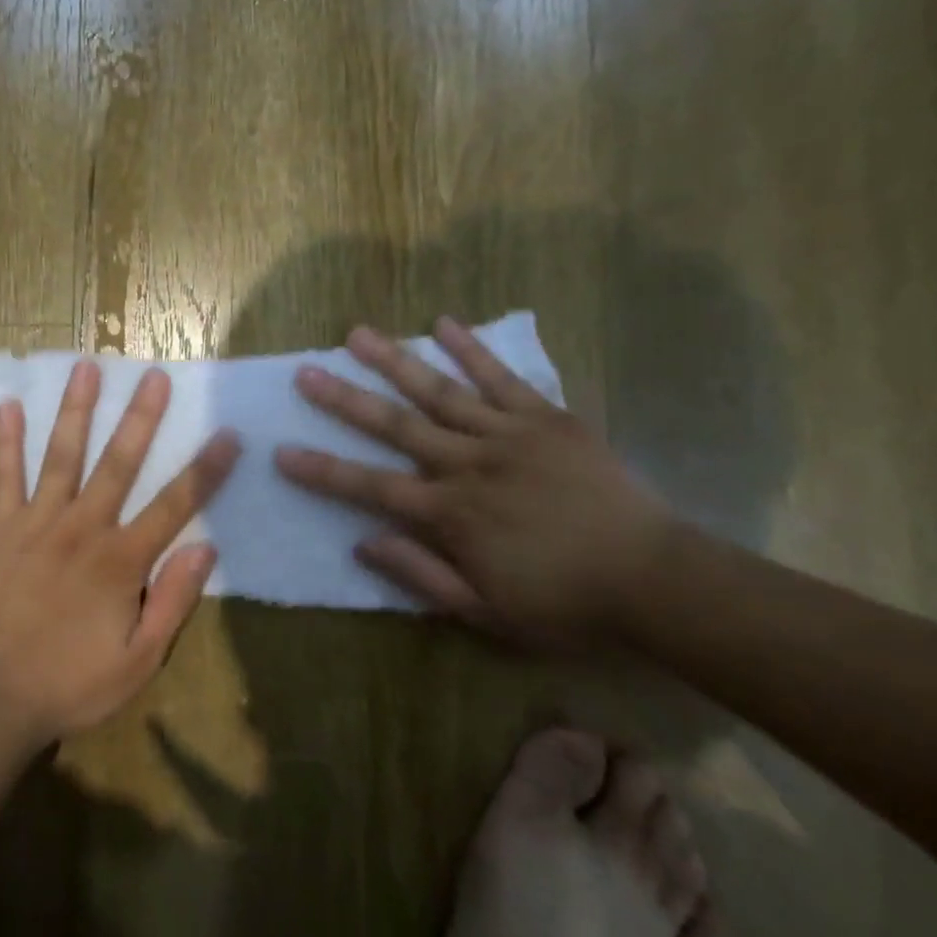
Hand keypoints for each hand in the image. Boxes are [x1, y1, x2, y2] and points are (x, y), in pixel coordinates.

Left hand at [0, 361, 241, 738]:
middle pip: (119, 462)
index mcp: (121, 559)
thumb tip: (206, 548)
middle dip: (141, 417)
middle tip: (154, 375)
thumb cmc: (73, 683)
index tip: (228, 434)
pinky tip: (8, 405)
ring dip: (76, 409)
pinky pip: (4, 477)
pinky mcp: (0, 529)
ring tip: (86, 367)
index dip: (206, 469)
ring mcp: (38, 523)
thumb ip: (173, 601)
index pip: (175, 504)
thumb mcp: (139, 660)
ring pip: (62, 455)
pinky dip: (6, 441)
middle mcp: (83, 527)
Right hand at [274, 318, 676, 646]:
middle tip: (306, 372)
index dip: (323, 471)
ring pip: (440, 391)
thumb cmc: (565, 605)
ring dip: (395, 361)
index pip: (371, 488)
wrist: (655, 581)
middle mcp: (469, 465)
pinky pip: (503, 379)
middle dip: (345, 400)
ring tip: (358, 334)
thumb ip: (421, 574)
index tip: (282, 452)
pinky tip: (443, 323)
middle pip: (396, 426)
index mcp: (451, 514)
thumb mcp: (486, 612)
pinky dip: (473, 350)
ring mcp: (508, 435)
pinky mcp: (546, 418)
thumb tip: (364, 543)